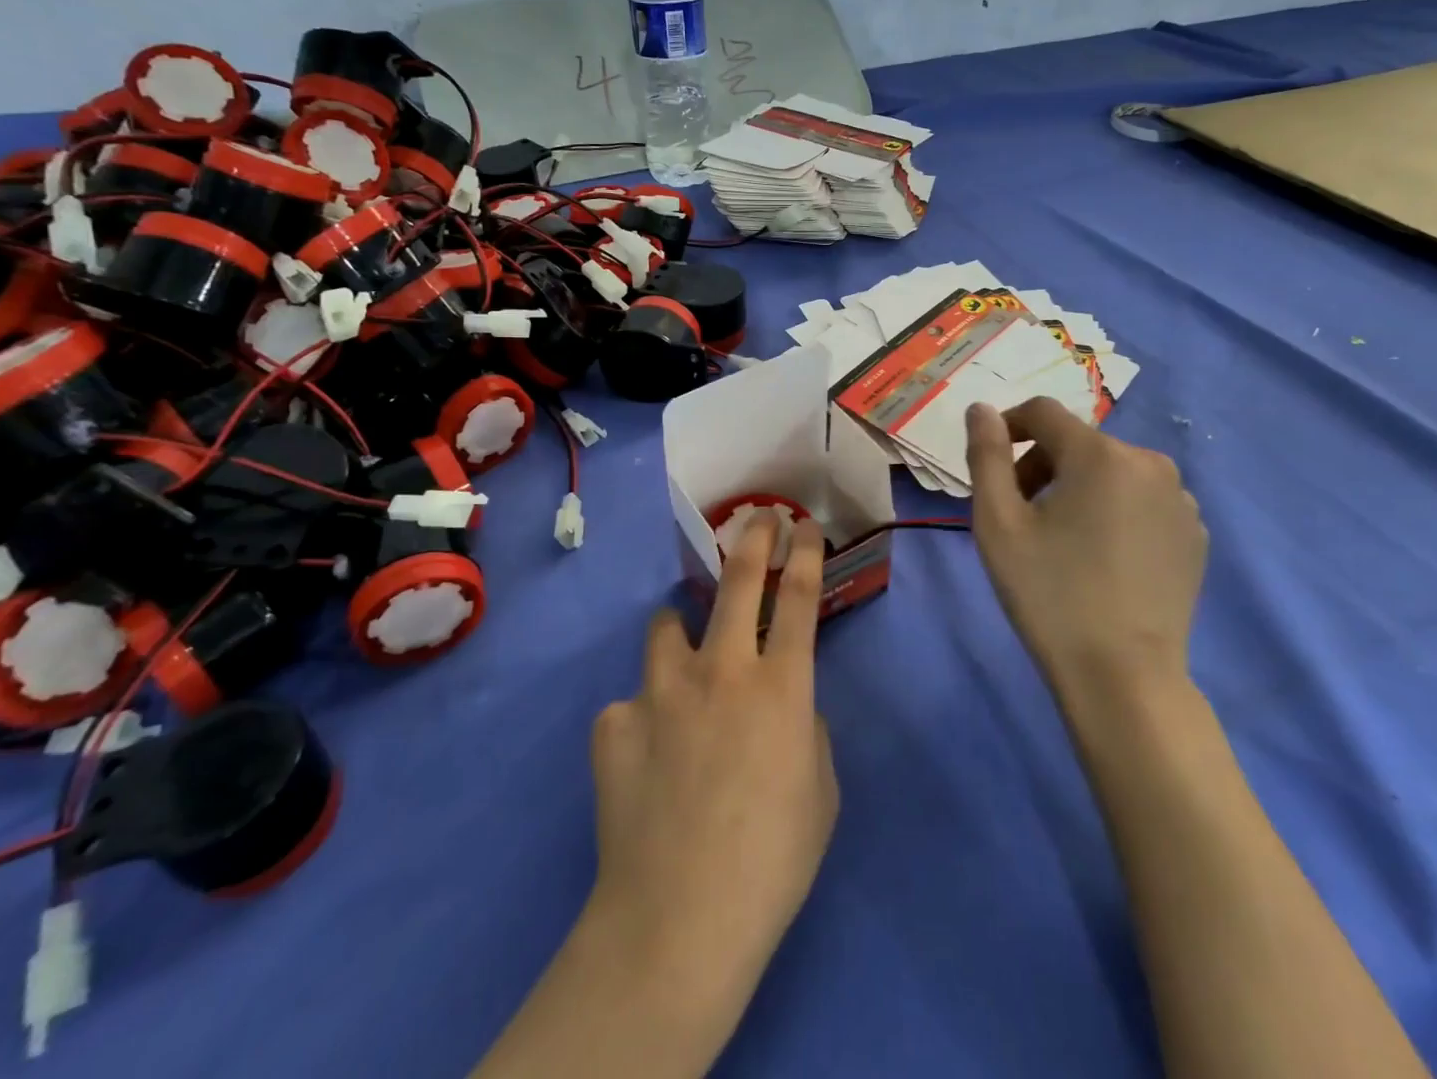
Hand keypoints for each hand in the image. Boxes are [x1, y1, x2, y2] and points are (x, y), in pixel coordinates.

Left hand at [586, 514, 838, 1030]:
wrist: (678, 919)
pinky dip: (644, 716)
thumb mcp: (821, 792)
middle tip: (757, 518)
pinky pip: (632, 703)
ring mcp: (661, 690)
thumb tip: (786, 706)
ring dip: (681, 627)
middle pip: (738, 581)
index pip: (799, 598)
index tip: (803, 525)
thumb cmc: (772, 861)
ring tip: (682, 650)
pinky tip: (645, 757)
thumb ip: (806, 730)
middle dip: (752, 538)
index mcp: (780, 687)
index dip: (804, 553)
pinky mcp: (615, 721)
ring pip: (669, 625)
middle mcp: (721, 670)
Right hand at [964, 398, 1206, 695]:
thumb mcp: (998, 523)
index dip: (1008, 427)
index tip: (990, 464)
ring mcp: (1180, 500)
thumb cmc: (1049, 593)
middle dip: (1041, 465)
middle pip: (1078, 442)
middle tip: (1019, 514)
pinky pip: (1142, 500)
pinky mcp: (1194, 534)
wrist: (1122, 677)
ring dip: (1077, 486)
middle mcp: (1150, 463)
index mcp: (1100, 454)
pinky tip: (1100, 556)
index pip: (1043, 412)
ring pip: (1111, 470)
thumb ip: (986, 455)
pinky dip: (1113, 510)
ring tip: (1060, 538)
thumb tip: (980, 409)